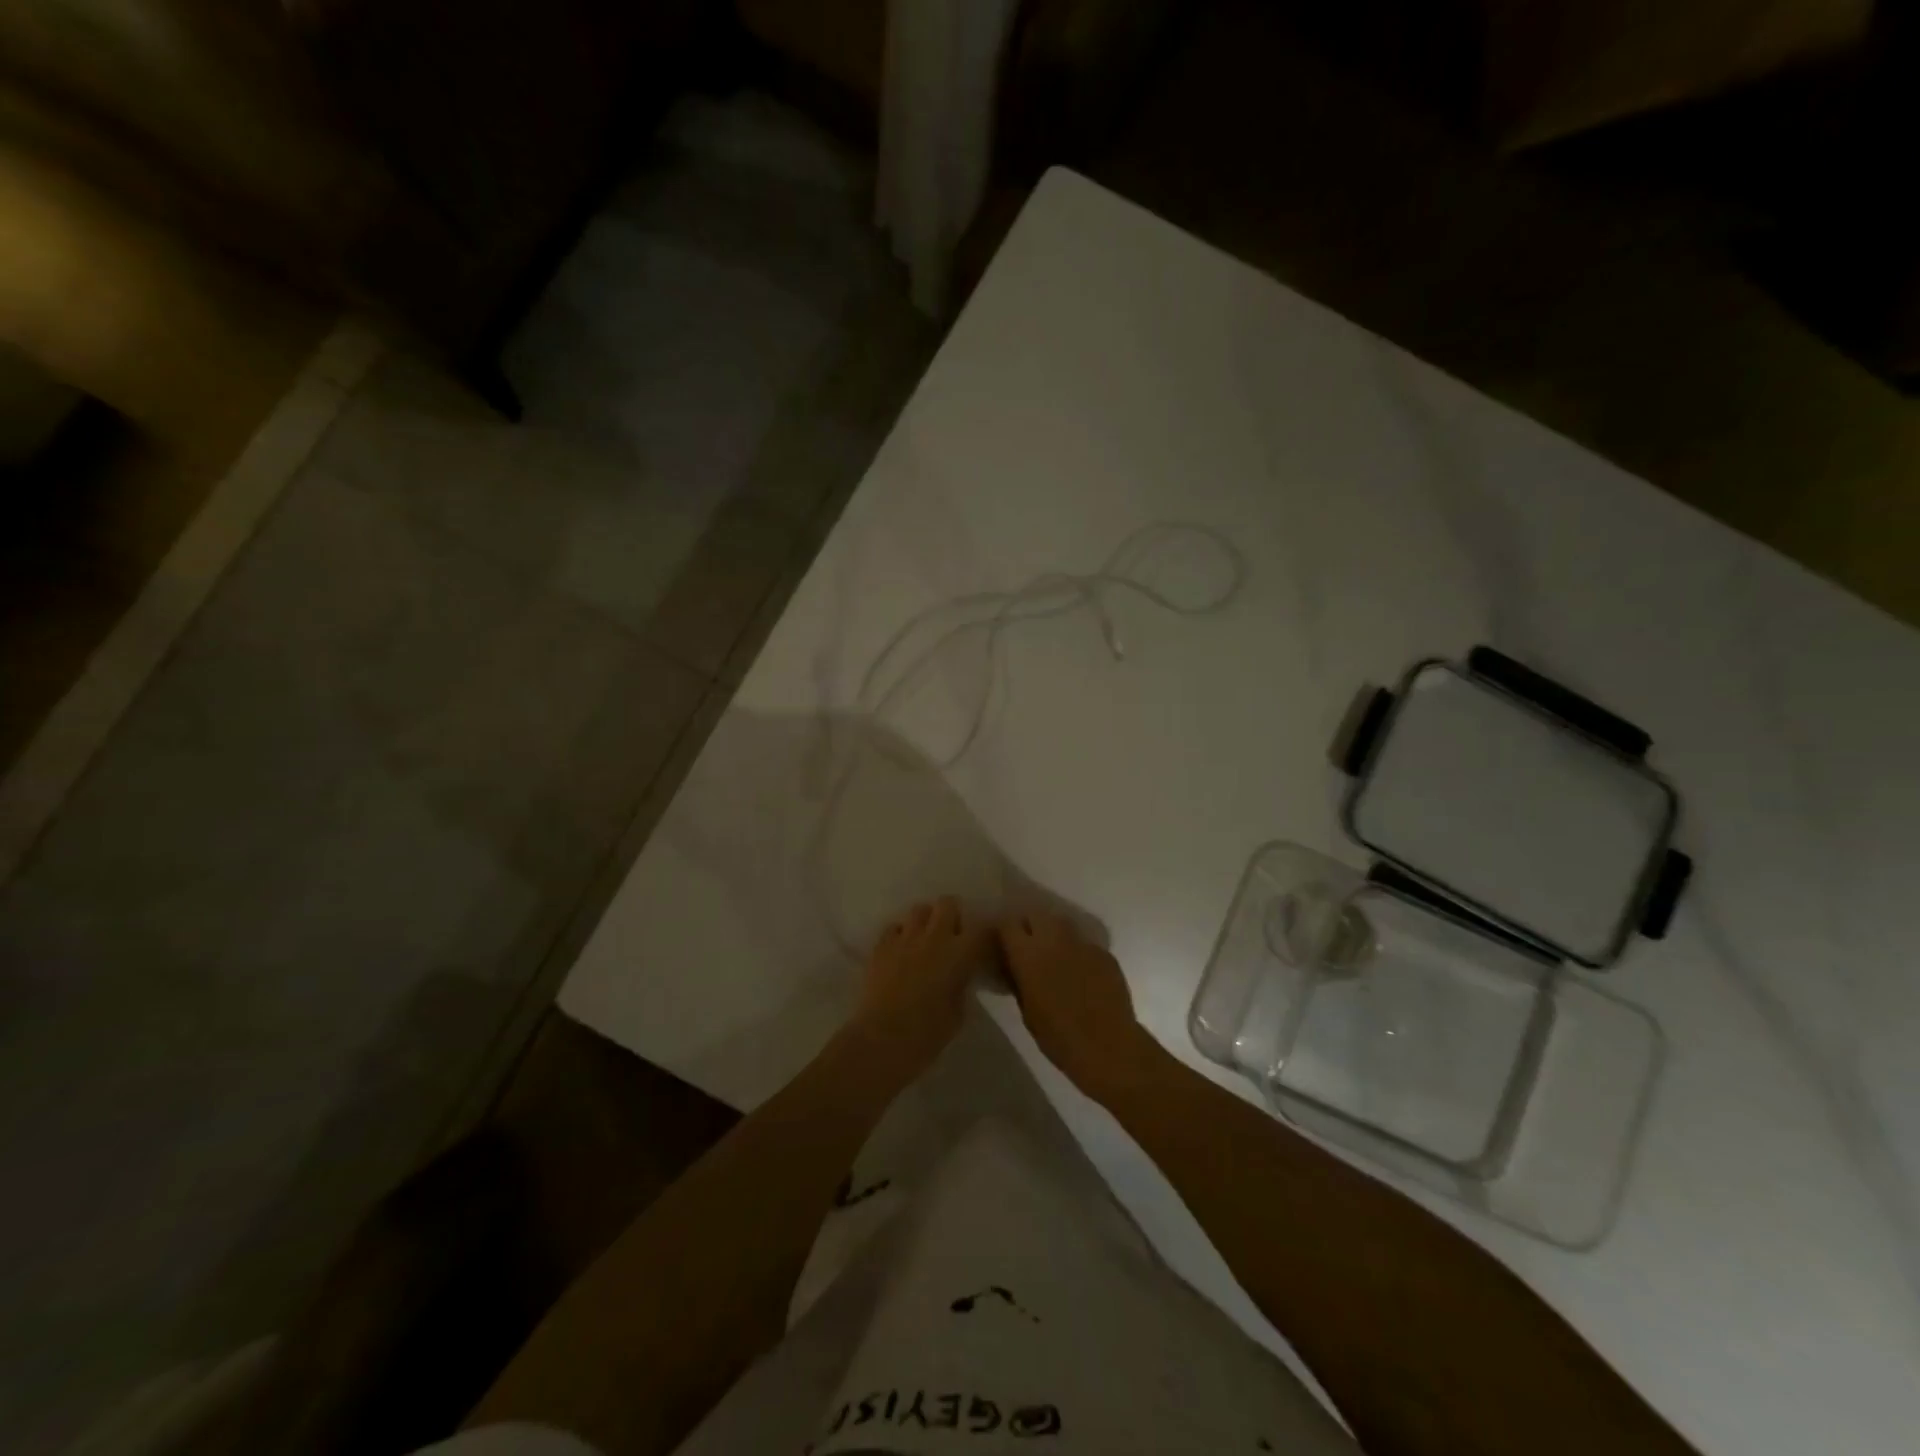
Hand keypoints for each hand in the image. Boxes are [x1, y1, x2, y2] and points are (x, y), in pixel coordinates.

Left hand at [850, 897, 987, 1077]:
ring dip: (926, 921)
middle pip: (948, 904)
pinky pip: (895, 927)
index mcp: (959, 953)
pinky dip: (901, 935)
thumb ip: (962, 984)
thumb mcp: (959, 1012)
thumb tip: (961, 975)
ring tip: (926, 940)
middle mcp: (934, 936)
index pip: (981, 928)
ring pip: (920, 909)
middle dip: (952, 916)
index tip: (983, 946)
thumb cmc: (928, 1034)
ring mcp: (905, 937)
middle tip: (952, 937)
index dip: (984, 934)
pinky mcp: (881, 945)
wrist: (882, 1039)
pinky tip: (901, 951)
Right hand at [997, 910, 1158, 1102]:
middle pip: (1036, 915)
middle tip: (1028, 945)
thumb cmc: (1058, 1036)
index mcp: (1028, 954)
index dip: (1004, 931)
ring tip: (1054, 953)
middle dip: (1029, 924)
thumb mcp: (1027, 1011)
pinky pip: (1084, 944)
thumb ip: (1019, 981)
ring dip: (1054, 933)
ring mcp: (1082, 943)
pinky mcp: (1104, 953)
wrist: (1108, 1046)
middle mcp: (1054, 939)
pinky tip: (1081, 973)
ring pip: (1062, 923)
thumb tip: (1015, 968)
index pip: (1008, 923)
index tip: (1004, 942)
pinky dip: (1078, 952)